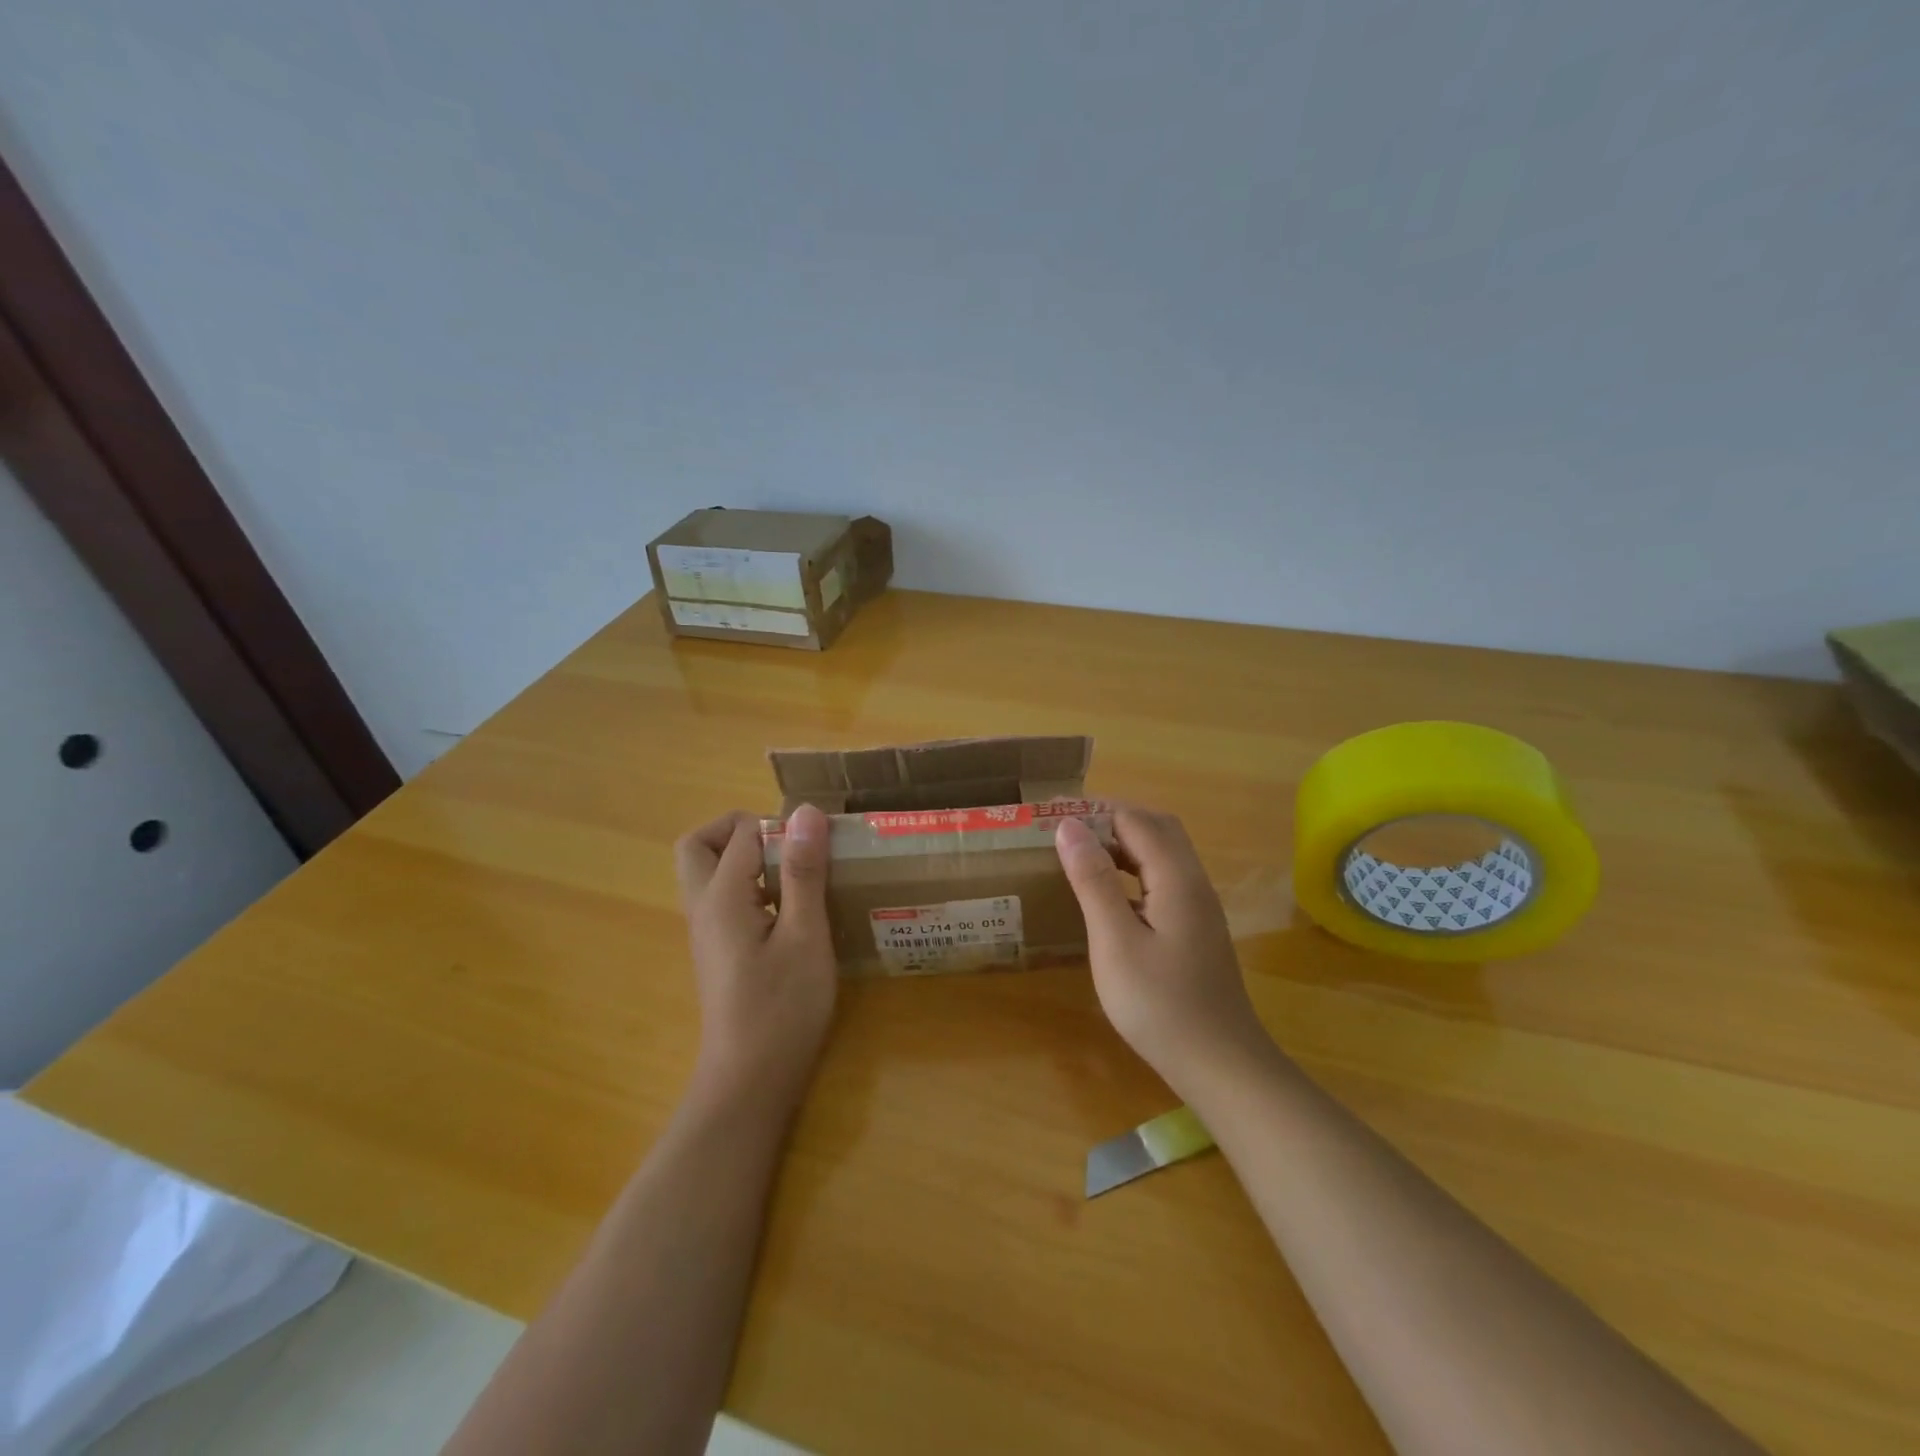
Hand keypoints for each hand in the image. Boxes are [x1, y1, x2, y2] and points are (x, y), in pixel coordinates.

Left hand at [674, 805, 837, 1104]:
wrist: (751, 1079)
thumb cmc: (783, 1005)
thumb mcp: (805, 934)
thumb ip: (803, 871)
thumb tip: (805, 812)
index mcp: (722, 896)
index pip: (742, 832)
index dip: (781, 828)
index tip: (820, 846)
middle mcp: (703, 907)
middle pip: (699, 845)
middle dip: (740, 831)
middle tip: (787, 847)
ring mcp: (706, 931)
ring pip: (709, 873)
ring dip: (745, 860)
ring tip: (797, 877)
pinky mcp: (718, 951)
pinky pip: (723, 899)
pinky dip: (749, 888)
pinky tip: (790, 914)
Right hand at [1056, 807, 1271, 1095]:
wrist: (1221, 1065)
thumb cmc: (1160, 1004)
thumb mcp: (1115, 941)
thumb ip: (1094, 881)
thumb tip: (1069, 826)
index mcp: (1176, 878)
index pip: (1136, 819)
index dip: (1095, 810)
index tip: (1053, 814)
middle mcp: (1193, 882)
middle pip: (1156, 828)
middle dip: (1111, 819)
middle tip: (1067, 830)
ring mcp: (1198, 907)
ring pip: (1163, 854)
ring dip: (1124, 843)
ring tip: (1081, 854)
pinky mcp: (1196, 929)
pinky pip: (1164, 879)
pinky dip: (1134, 870)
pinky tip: (1109, 895)